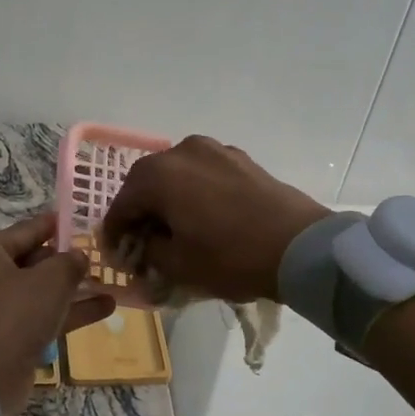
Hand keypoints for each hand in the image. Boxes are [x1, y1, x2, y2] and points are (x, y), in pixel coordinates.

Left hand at [0, 214, 115, 415]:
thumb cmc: (15, 315)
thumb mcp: (50, 281)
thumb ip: (70, 262)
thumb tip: (79, 256)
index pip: (29, 229)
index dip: (59, 225)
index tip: (84, 219)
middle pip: (34, 259)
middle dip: (68, 261)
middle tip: (103, 256)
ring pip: (40, 290)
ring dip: (74, 288)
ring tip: (110, 281)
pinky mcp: (7, 334)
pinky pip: (41, 314)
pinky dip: (68, 311)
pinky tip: (106, 307)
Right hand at [101, 136, 330, 302]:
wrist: (300, 246)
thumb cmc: (230, 257)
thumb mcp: (178, 265)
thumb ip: (149, 250)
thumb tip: (144, 242)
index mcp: (158, 175)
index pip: (122, 204)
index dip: (114, 231)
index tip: (116, 253)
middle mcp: (181, 151)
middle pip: (146, 181)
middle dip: (140, 209)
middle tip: (142, 239)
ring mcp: (214, 149)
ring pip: (176, 173)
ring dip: (168, 197)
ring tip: (174, 225)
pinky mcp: (240, 158)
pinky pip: (203, 172)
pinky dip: (194, 190)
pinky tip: (203, 214)